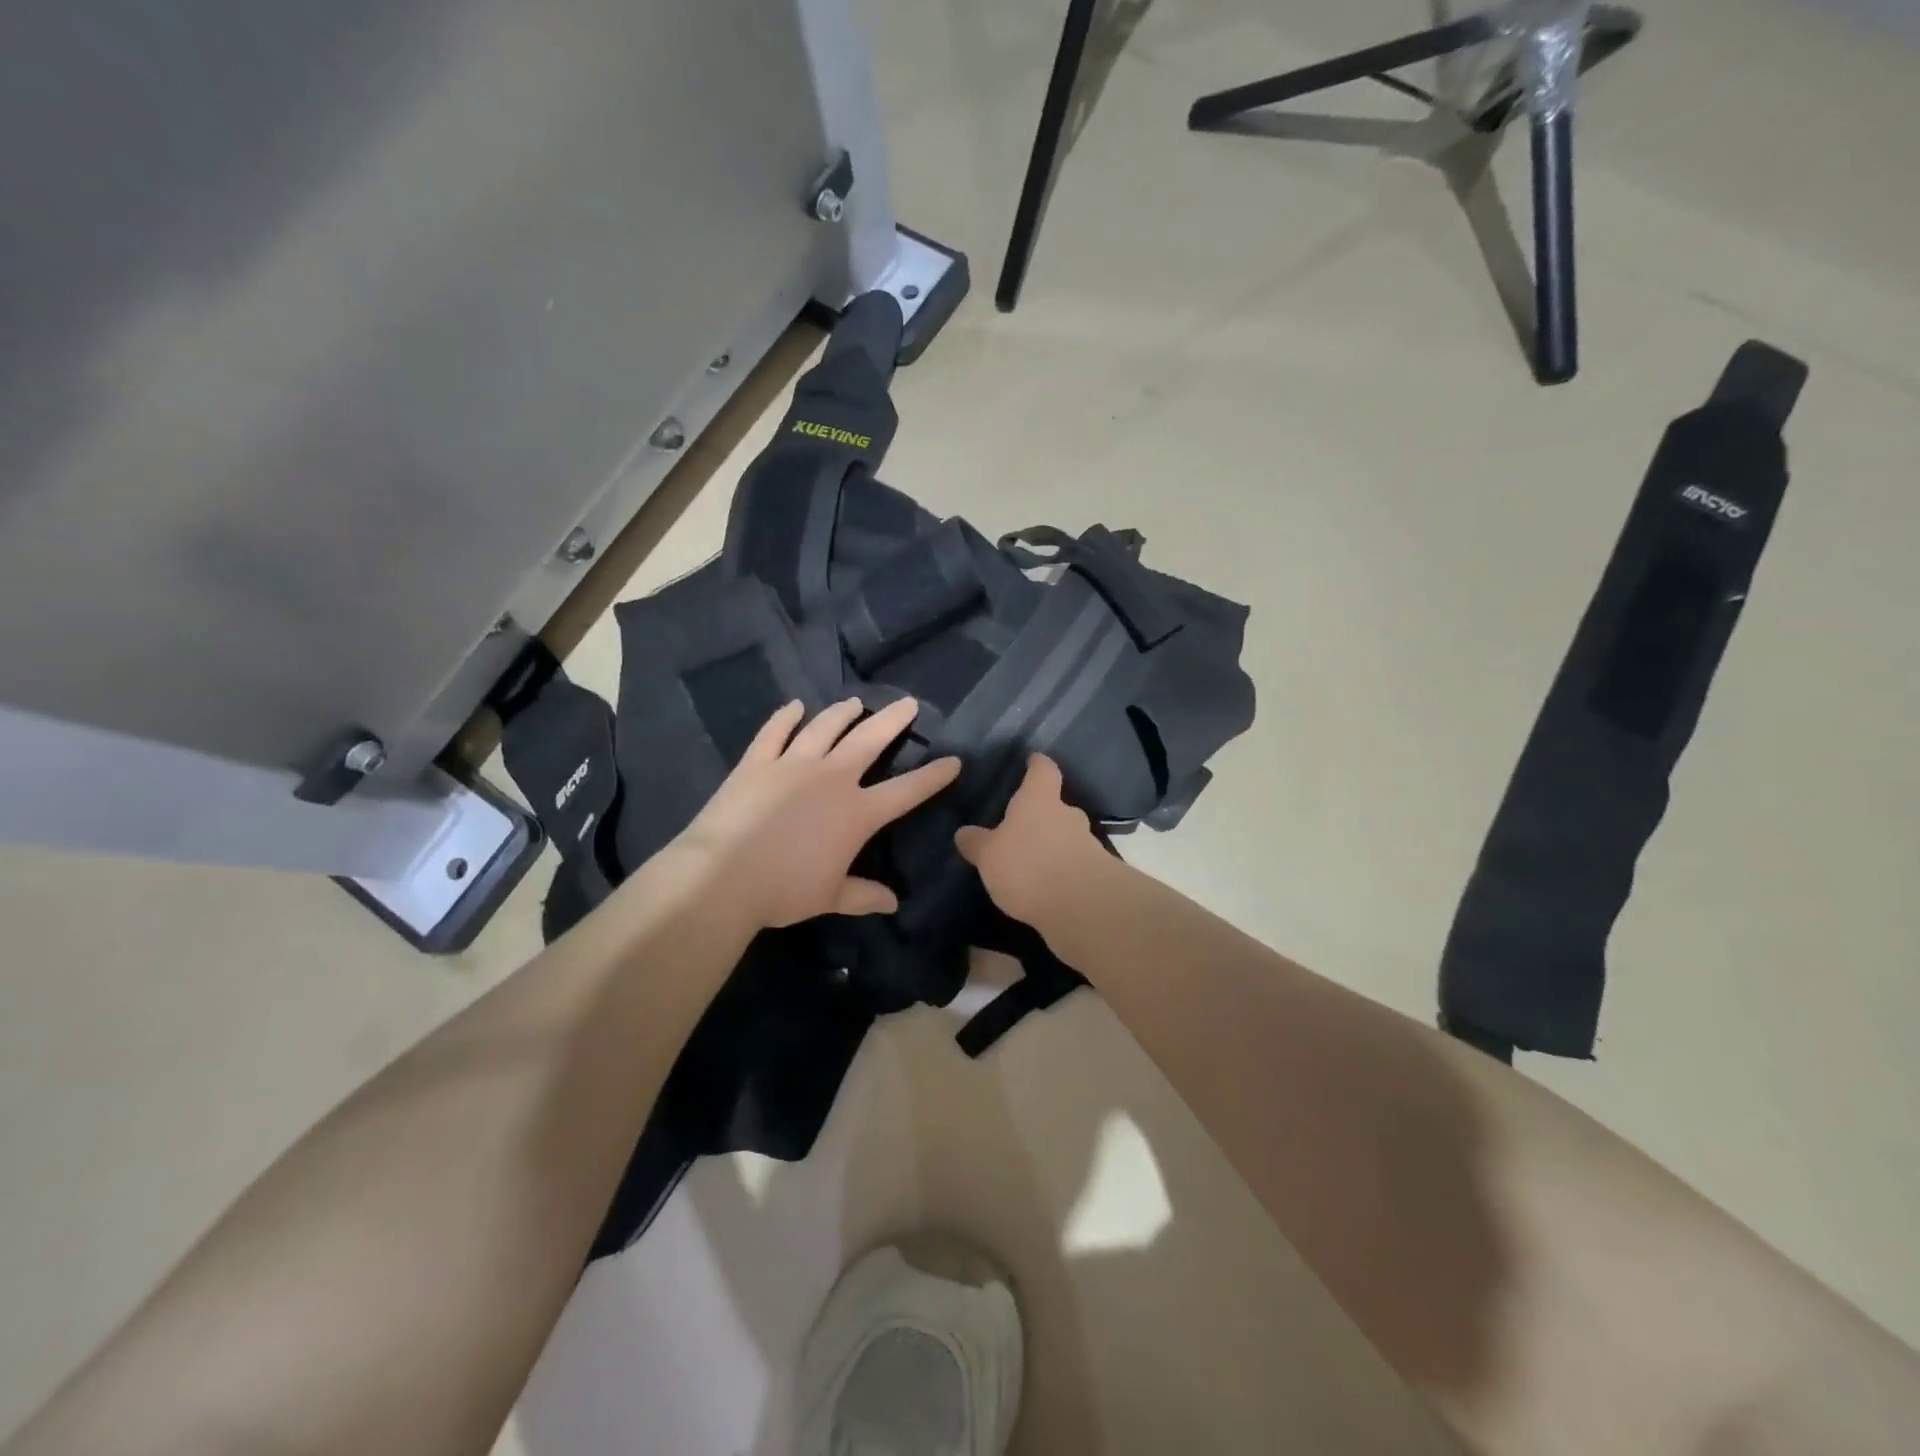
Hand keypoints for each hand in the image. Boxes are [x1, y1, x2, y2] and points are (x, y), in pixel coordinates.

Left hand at [670, 697, 959, 929]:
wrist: (723, 876)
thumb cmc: (784, 890)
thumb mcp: (830, 897)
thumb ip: (863, 895)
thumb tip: (893, 903)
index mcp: (857, 812)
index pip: (906, 791)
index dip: (933, 776)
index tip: (953, 761)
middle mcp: (832, 778)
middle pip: (870, 740)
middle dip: (893, 720)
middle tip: (908, 703)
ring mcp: (793, 765)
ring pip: (825, 728)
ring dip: (842, 713)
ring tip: (854, 703)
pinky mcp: (757, 762)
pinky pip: (774, 732)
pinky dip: (785, 717)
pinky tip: (794, 706)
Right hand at [955, 755, 1108, 925]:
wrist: (1084, 907)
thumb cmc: (1028, 866)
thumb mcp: (989, 856)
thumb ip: (977, 843)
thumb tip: (964, 832)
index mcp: (1039, 800)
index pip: (1043, 770)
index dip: (1037, 765)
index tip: (1033, 760)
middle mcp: (1067, 815)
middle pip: (1056, 806)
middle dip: (1041, 815)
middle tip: (1021, 827)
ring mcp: (1087, 845)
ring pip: (1066, 837)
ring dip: (1052, 847)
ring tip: (1030, 863)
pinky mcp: (1097, 875)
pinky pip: (1074, 866)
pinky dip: (1061, 873)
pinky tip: (1045, 888)